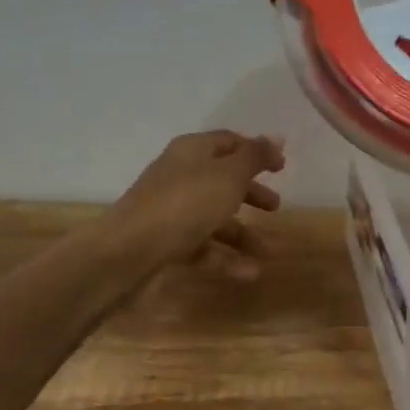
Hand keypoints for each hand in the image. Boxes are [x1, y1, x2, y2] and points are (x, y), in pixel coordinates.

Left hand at [111, 130, 285, 279]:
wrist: (127, 253)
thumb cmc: (184, 204)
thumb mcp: (228, 176)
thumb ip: (254, 157)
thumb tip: (277, 136)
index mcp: (192, 151)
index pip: (228, 142)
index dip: (256, 151)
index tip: (281, 167)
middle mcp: (180, 176)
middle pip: (221, 180)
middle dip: (250, 193)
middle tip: (276, 206)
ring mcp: (171, 211)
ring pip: (214, 217)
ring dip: (243, 233)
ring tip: (268, 251)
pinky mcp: (166, 243)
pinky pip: (202, 246)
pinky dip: (226, 258)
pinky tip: (250, 273)